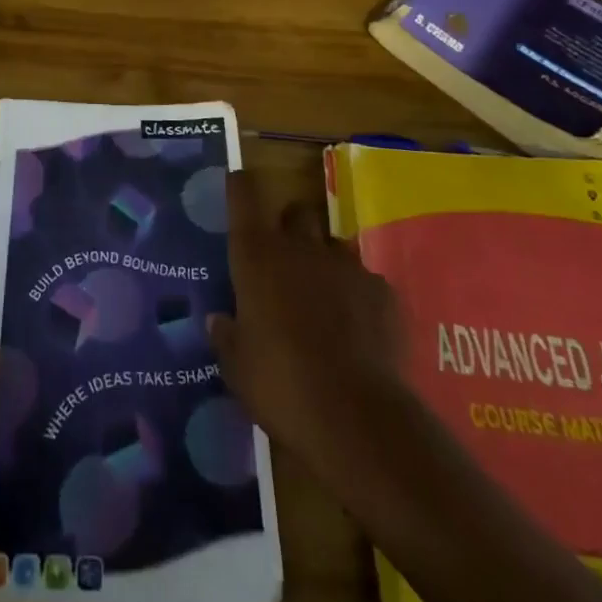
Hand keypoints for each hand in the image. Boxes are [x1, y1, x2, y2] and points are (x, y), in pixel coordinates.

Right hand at [208, 171, 410, 490]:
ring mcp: (346, 265)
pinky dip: (359, 297)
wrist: (357, 419)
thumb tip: (218, 320)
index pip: (244, 197)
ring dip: (325, 263)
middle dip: (292, 229)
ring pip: (333, 246)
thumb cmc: (281, 385)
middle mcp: (301, 247)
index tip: (238, 182)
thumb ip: (227, 336)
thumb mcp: (238, 367)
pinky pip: (366, 281)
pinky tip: (359, 330)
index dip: (240, 187)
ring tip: (325, 301)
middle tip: (286, 262)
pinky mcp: (383, 291)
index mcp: (258, 256)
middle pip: (297, 213)